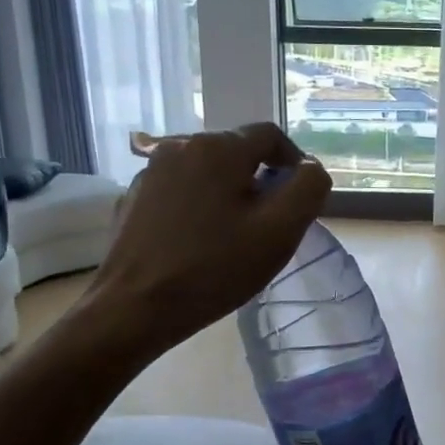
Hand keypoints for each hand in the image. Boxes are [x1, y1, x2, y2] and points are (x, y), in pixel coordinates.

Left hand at [76, 124, 331, 359]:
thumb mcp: (279, 231)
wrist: (134, 308)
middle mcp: (180, 146)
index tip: (299, 199)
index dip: (293, 163)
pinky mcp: (134, 198)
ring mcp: (151, 171)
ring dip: (228, 194)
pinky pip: (181, 191)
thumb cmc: (214, 268)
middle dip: (259, 181)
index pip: (270, 136)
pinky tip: (198, 242)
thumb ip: (308, 189)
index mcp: (217, 148)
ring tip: (233, 236)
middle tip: (268, 225)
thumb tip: (310, 168)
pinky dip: (198, 206)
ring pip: (207, 172)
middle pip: (237, 152)